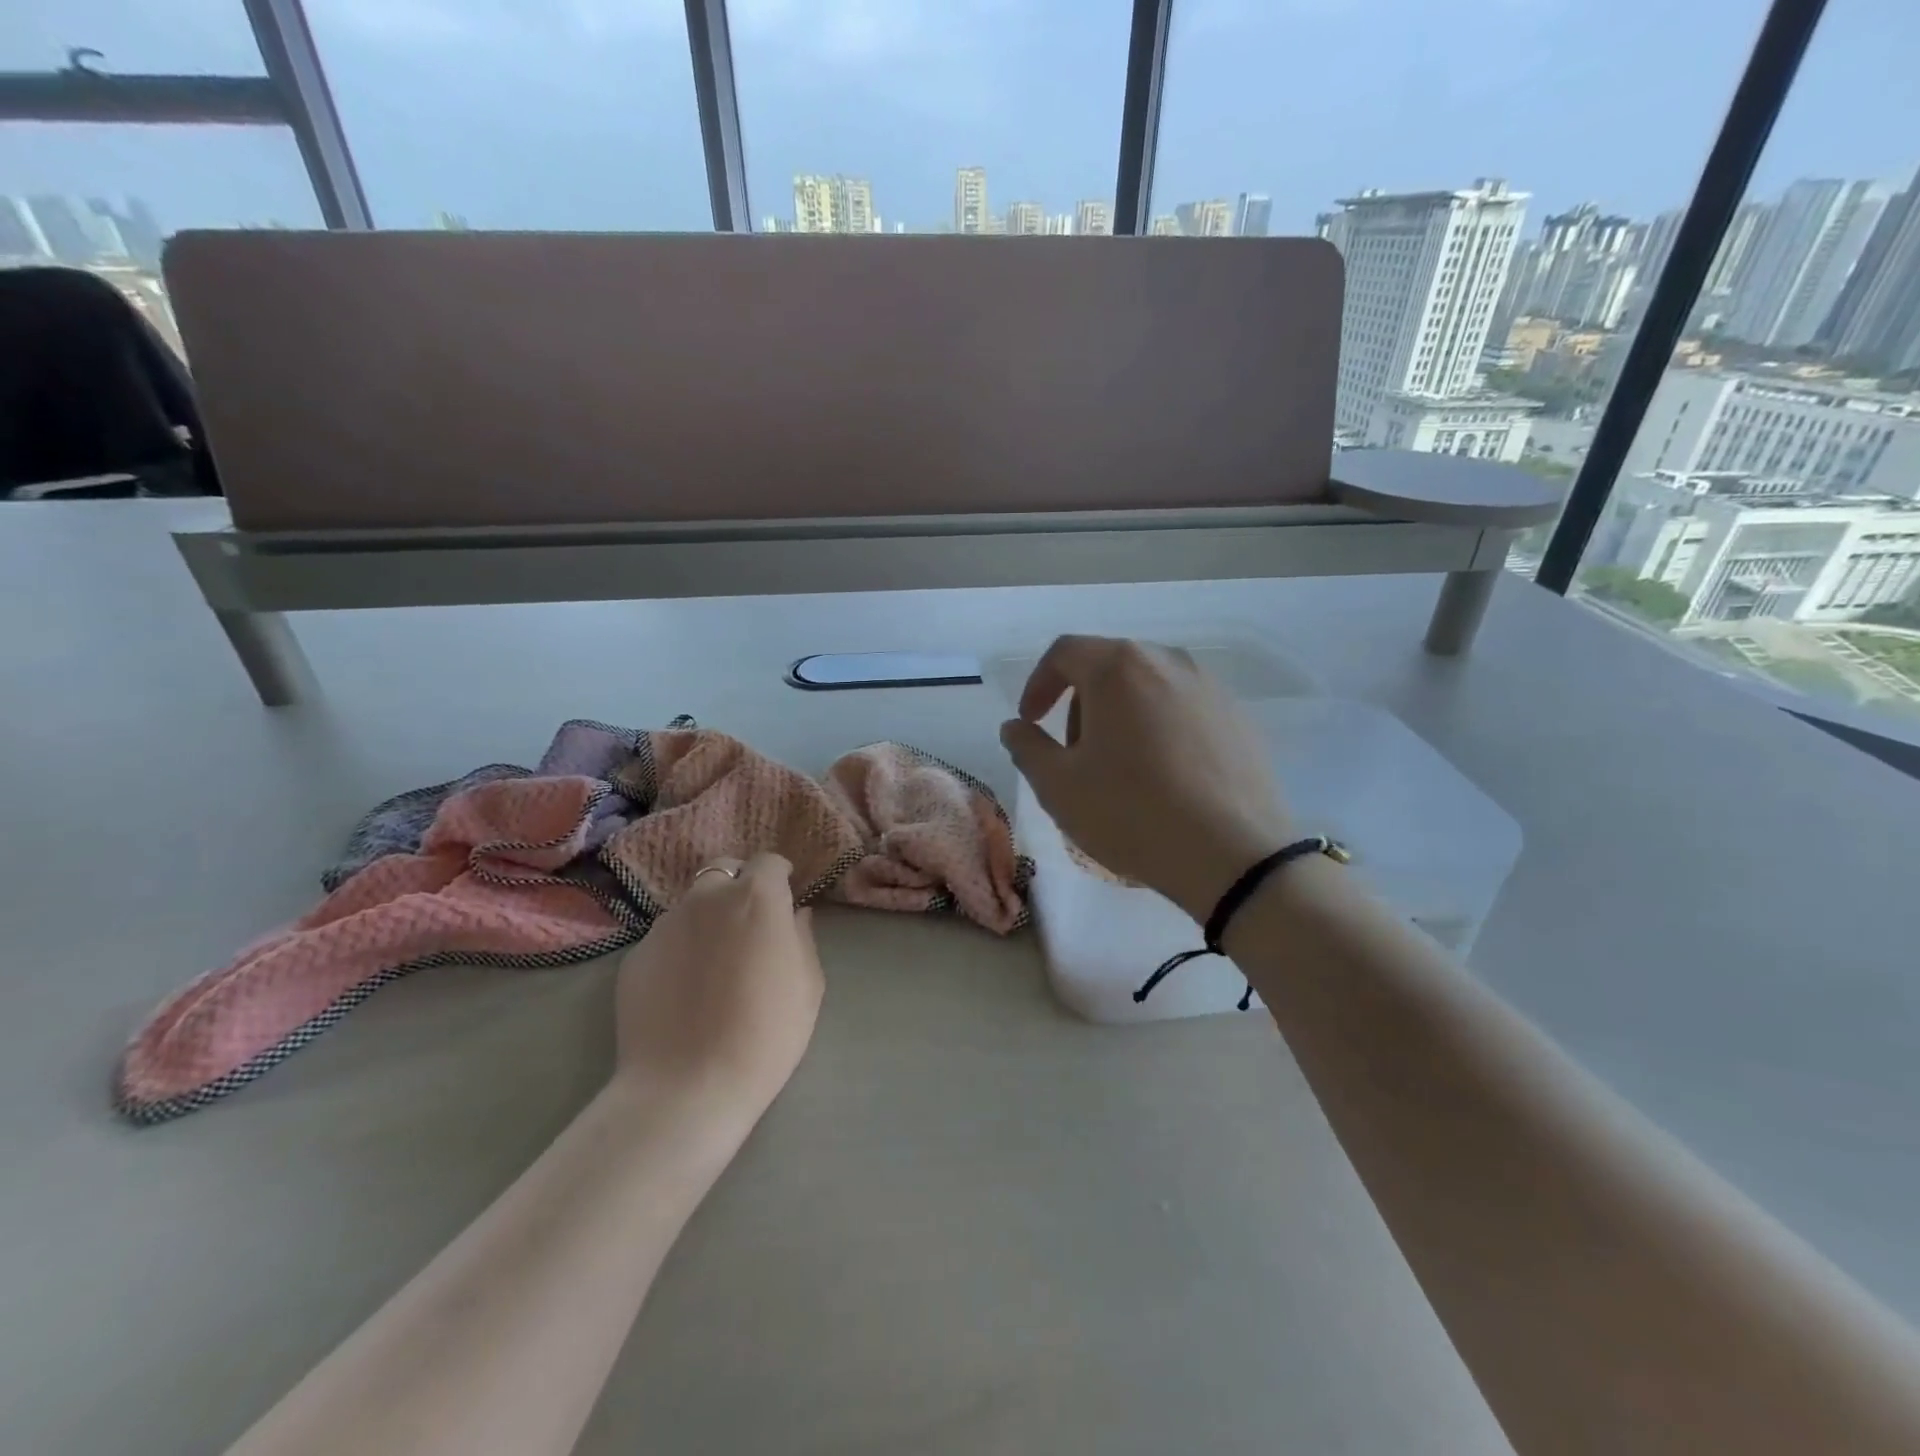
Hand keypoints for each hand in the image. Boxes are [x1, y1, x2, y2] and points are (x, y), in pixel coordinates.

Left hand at [612, 853, 823, 1119]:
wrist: (688, 1087)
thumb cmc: (766, 1033)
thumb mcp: (808, 985)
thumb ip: (802, 937)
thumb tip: (794, 915)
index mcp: (757, 897)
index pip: (769, 862)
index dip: (780, 877)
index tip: (785, 898)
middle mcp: (707, 898)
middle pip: (724, 871)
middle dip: (739, 886)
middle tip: (748, 925)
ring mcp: (665, 924)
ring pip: (692, 904)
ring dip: (707, 917)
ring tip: (713, 961)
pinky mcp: (635, 954)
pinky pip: (666, 937)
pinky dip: (680, 948)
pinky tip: (685, 988)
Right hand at [1000, 635, 1292, 922]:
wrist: (1234, 854)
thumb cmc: (1132, 813)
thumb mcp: (1058, 786)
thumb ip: (1027, 747)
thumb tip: (1015, 727)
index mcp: (1118, 667)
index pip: (1064, 653)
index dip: (1038, 684)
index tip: (1031, 721)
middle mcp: (1167, 661)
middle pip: (1109, 666)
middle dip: (1080, 703)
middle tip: (1074, 753)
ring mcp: (1210, 687)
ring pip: (1148, 687)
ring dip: (1121, 715)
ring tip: (1120, 767)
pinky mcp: (1238, 717)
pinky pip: (1183, 709)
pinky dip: (1160, 728)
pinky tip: (1164, 776)